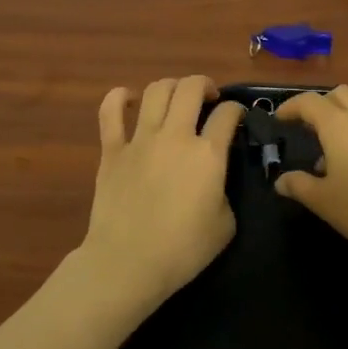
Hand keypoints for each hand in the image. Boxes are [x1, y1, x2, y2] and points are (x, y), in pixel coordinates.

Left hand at [75, 75, 244, 310]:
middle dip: (205, 85)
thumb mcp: (225, 225)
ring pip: (157, 91)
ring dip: (172, 86)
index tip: (237, 118)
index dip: (237, 110)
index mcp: (208, 154)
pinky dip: (120, 97)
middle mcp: (176, 136)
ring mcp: (140, 139)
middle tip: (209, 98)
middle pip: (191, 88)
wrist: (128, 263)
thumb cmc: (182, 250)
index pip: (228, 114)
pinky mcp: (112, 149)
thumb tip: (214, 180)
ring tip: (177, 97)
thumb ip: (224, 191)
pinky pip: (110, 111)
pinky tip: (129, 98)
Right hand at [274, 86, 347, 275]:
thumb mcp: (324, 202)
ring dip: (342, 120)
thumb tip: (282, 181)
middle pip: (340, 94)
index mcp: (340, 126)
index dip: (291, 106)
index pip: (310, 102)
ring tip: (329, 155)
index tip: (279, 119)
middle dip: (321, 105)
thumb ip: (299, 186)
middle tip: (306, 127)